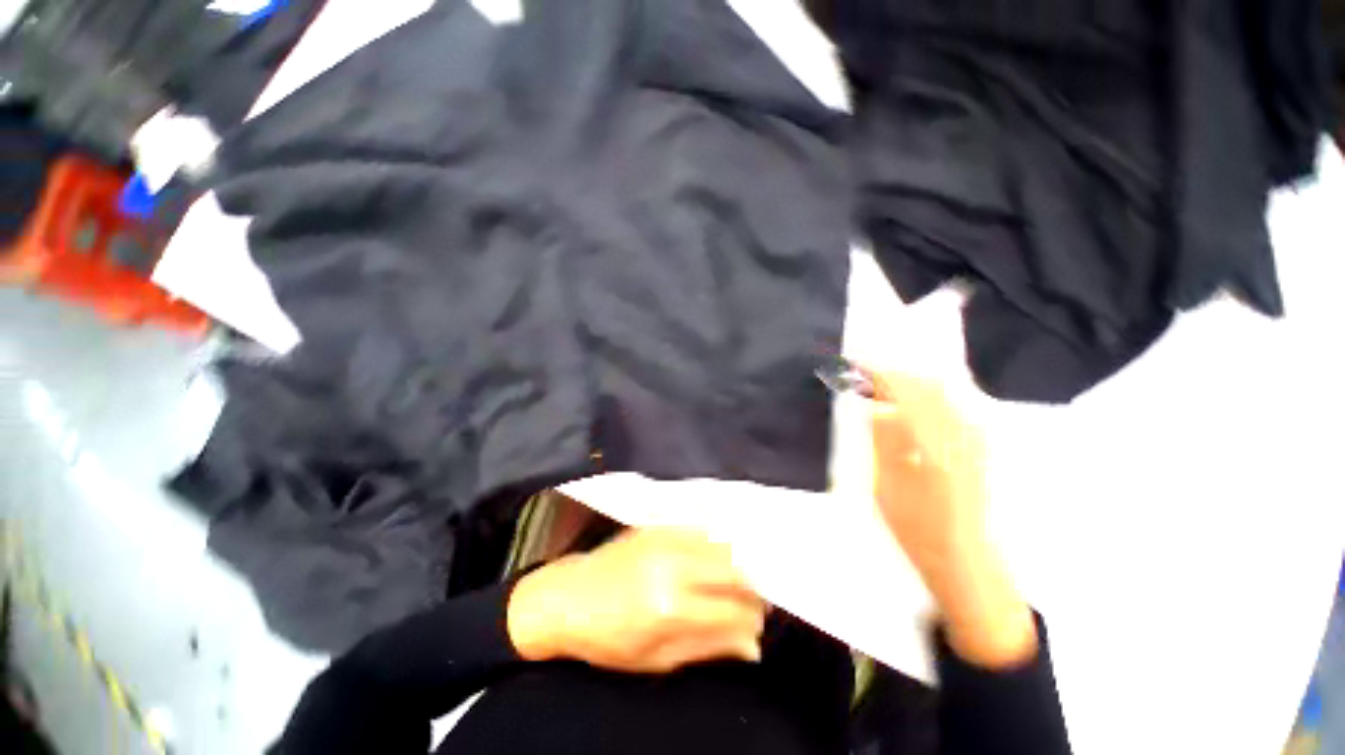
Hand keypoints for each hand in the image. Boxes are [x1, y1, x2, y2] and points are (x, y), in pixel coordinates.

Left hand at [507, 528, 766, 673]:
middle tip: (753, 602)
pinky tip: (713, 559)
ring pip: (721, 545)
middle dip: (752, 589)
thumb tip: (751, 646)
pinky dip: (716, 545)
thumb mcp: (656, 659)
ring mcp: (665, 539)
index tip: (757, 627)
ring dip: (736, 564)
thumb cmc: (607, 638)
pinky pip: (700, 529)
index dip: (753, 621)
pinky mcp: (658, 525)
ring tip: (734, 582)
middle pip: (734, 570)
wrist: (567, 597)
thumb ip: (708, 647)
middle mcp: (673, 565)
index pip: (733, 610)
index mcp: (670, 607)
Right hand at [869, 372, 1036, 669]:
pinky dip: (923, 398)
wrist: (959, 556)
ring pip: (940, 393)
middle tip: (862, 376)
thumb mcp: (886, 484)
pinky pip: (949, 407)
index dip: (877, 375)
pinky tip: (904, 407)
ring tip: (878, 389)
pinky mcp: (976, 445)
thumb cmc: (914, 525)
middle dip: (892, 375)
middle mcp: (959, 433)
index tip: (854, 368)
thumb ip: (883, 440)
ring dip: (907, 384)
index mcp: (932, 443)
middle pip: (926, 385)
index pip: (904, 392)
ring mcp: (972, 438)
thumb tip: (873, 405)